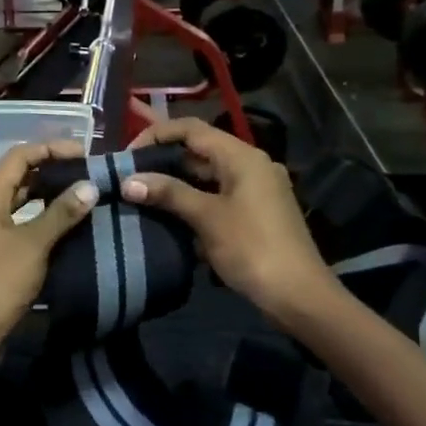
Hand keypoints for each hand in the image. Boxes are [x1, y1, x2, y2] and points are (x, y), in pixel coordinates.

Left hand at [0, 140, 96, 345]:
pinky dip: (39, 218)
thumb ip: (61, 213)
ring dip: (46, 196)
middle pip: (18, 177)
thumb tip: (90, 186)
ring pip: (18, 201)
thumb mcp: (33, 244)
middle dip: (51, 171)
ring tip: (80, 196)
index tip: (84, 154)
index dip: (51, 149)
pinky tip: (63, 226)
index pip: (19, 156)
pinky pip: (17, 223)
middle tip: (86, 175)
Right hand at [122, 118, 332, 323]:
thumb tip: (128, 181)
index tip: (127, 155)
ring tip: (141, 198)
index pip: (191, 129)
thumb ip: (168, 194)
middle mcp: (250, 166)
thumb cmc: (252, 248)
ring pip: (206, 177)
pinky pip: (217, 198)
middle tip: (129, 178)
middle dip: (163, 163)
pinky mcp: (254, 214)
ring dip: (175, 185)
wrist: (297, 295)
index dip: (156, 135)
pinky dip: (192, 203)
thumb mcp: (207, 218)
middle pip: (199, 151)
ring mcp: (255, 191)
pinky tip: (168, 220)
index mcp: (242, 157)